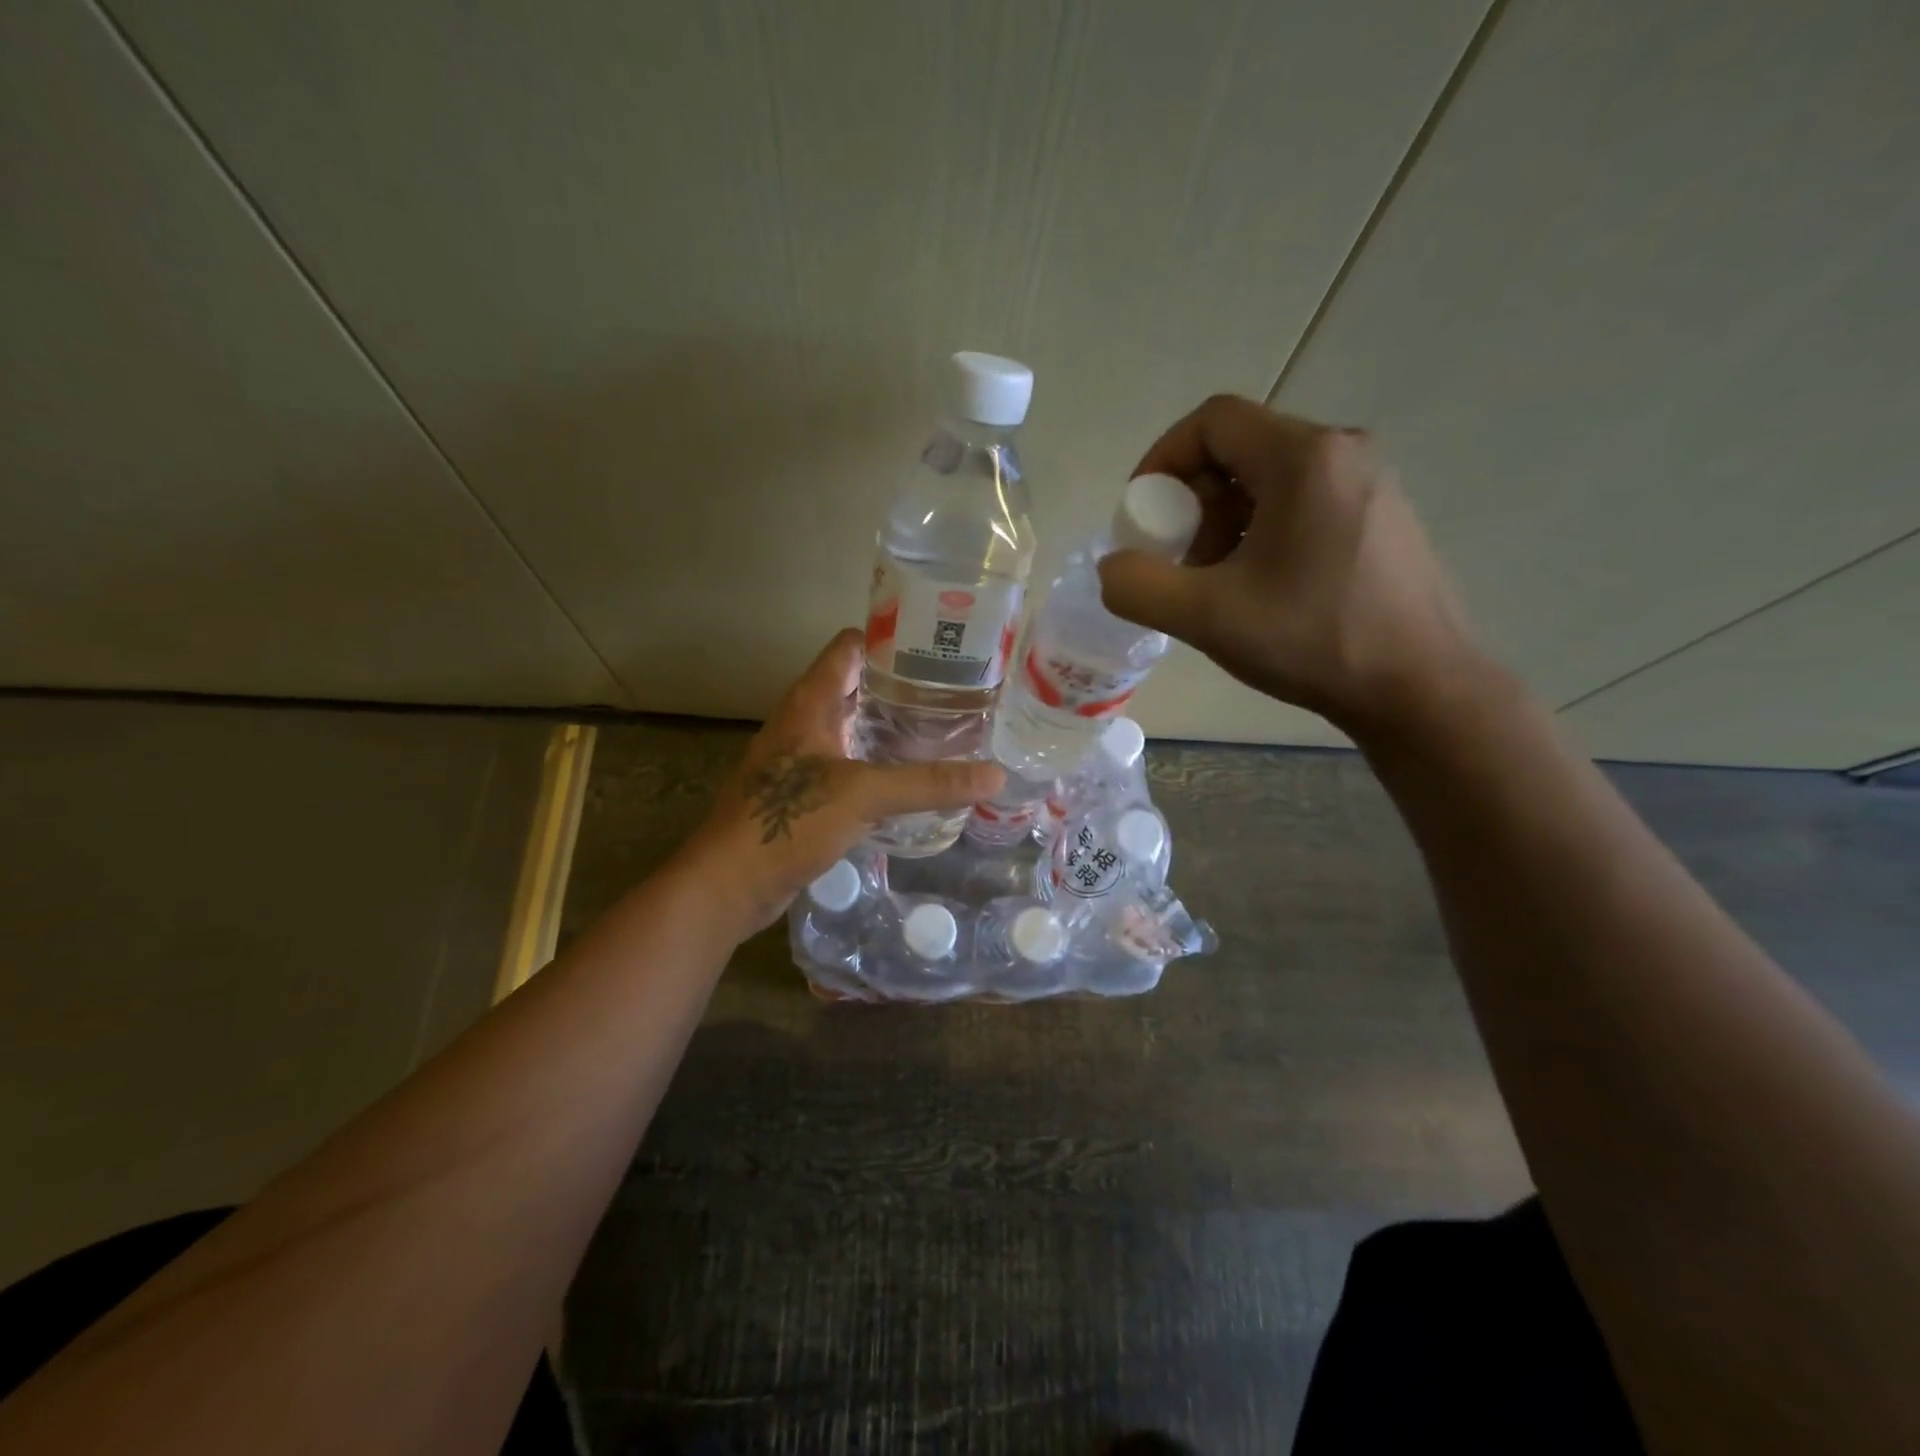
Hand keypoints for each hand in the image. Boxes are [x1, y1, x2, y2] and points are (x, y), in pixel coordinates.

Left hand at [686, 629, 1002, 933]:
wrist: (730, 883)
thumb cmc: (789, 821)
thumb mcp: (864, 795)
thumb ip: (929, 783)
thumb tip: (995, 776)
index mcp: (809, 702)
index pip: (850, 647)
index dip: (890, 638)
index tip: (937, 646)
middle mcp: (802, 721)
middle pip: (855, 685)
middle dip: (900, 686)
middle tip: (954, 692)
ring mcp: (799, 757)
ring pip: (850, 726)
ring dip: (888, 726)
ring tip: (941, 730)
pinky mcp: (801, 792)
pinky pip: (846, 763)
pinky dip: (875, 762)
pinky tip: (906, 778)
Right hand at [1097, 395, 1481, 734]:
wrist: (1419, 689)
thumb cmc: (1313, 641)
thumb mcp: (1206, 617)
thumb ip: (1138, 586)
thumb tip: (1114, 568)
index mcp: (1304, 457)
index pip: (1212, 421)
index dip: (1162, 460)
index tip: (1143, 515)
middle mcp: (1343, 452)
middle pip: (1240, 448)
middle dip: (1192, 500)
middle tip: (1178, 558)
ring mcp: (1370, 483)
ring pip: (1270, 478)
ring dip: (1224, 520)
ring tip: (1216, 580)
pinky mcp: (1382, 516)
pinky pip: (1303, 501)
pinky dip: (1262, 530)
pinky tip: (1260, 587)